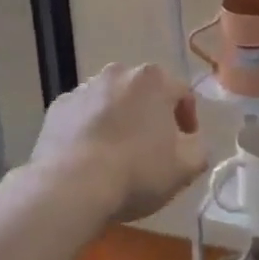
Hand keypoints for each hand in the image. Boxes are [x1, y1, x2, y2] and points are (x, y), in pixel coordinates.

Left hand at [30, 63, 208, 222]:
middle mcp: (118, 73)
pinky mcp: (58, 106)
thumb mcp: (186, 167)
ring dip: (119, 119)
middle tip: (152, 148)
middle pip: (144, 92)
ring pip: (111, 100)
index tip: (185, 144)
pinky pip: (82, 114)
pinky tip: (90, 156)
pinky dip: (89, 127)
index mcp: (153, 79)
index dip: (188, 119)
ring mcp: (84, 87)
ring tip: (117, 153)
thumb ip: (199, 147)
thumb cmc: (136, 172)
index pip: (182, 93)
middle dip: (150, 115)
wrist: (71, 186)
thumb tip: (192, 140)